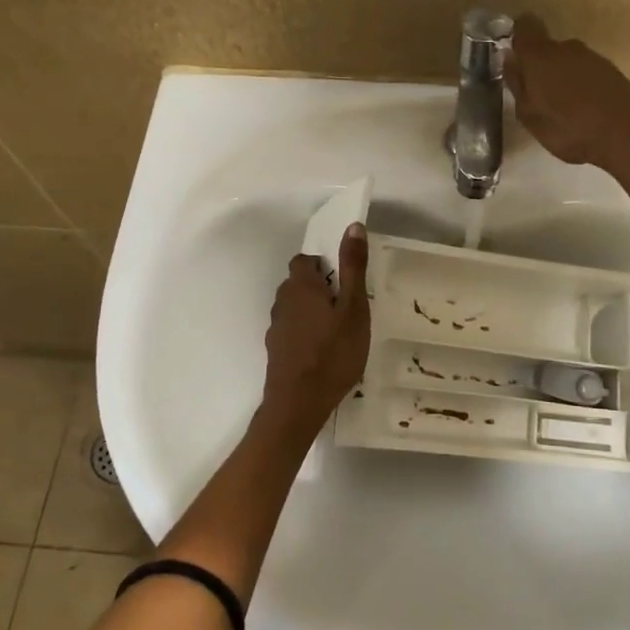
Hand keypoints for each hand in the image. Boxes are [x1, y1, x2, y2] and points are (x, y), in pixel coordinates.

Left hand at [261, 224, 370, 423]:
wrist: (298, 403)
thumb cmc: (333, 352)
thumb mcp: (354, 308)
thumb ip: (353, 267)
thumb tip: (353, 226)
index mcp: (301, 286)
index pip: (304, 260)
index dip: (323, 265)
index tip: (344, 280)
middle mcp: (282, 301)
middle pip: (298, 283)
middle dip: (319, 288)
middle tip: (347, 305)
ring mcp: (276, 327)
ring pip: (294, 308)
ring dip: (312, 312)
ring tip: (338, 330)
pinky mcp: (276, 350)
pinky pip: (292, 331)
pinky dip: (306, 333)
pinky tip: (323, 352)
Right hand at [504, 14, 629, 171]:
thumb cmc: (571, 128)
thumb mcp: (530, 116)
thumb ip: (517, 85)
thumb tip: (509, 59)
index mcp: (540, 56)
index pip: (524, 27)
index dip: (517, 38)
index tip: (513, 60)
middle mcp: (567, 48)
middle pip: (547, 49)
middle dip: (539, 68)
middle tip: (536, 99)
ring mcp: (593, 58)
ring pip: (567, 62)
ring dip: (561, 79)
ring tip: (561, 110)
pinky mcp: (612, 71)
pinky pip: (586, 73)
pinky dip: (580, 87)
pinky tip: (583, 111)